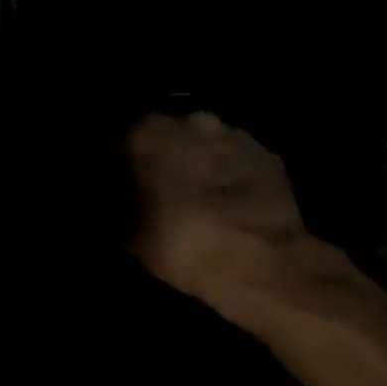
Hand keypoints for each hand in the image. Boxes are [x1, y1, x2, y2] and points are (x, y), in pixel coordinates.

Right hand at [127, 111, 309, 303]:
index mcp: (150, 134)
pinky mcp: (268, 155)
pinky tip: (228, 201)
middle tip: (159, 191)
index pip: (125, 137)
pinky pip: (237, 159)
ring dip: (199, 162)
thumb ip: (121, 214)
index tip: (123, 186)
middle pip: (169, 134)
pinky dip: (230, 175)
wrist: (261, 262)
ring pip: (206, 143)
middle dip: (164, 157)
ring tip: (196, 197)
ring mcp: (235, 135)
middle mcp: (192, 122)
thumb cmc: (183, 245)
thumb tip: (118, 209)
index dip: (123, 162)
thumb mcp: (133, 239)